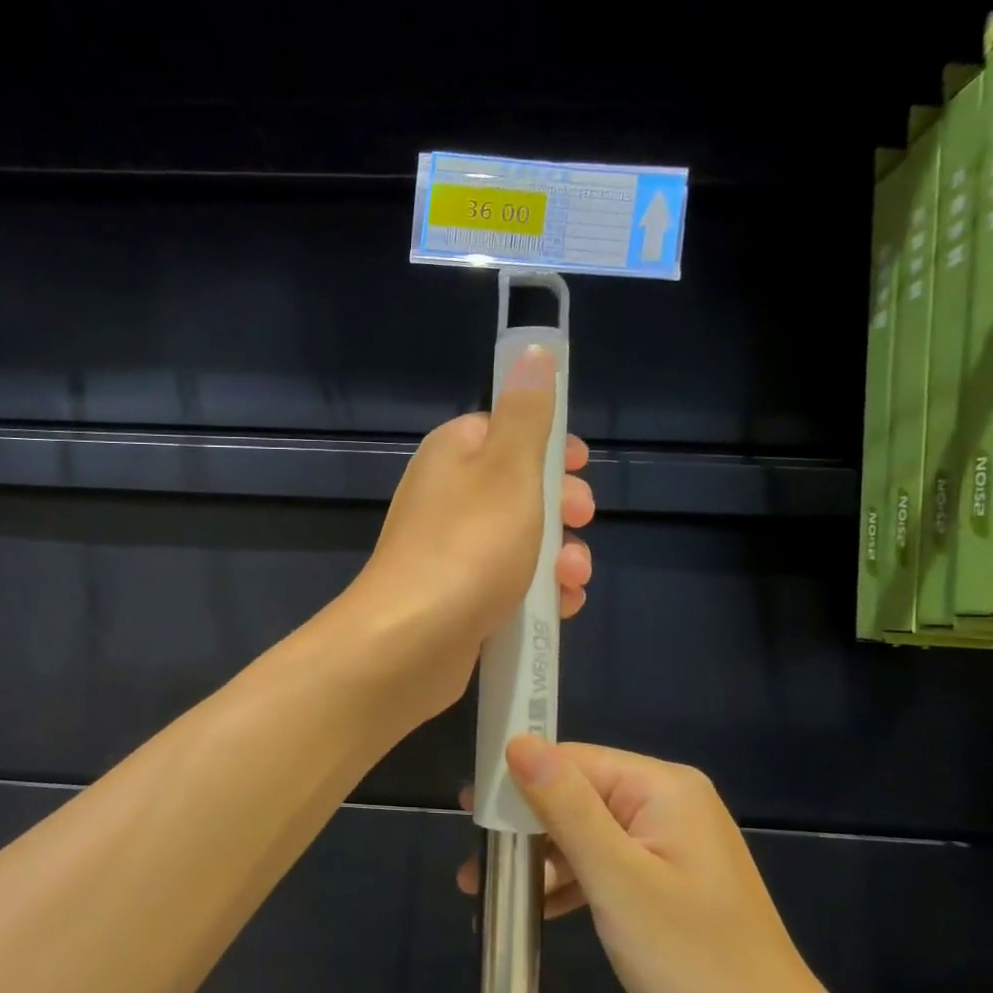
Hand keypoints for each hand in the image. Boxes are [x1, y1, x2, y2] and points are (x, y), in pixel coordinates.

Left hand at [340, 345, 593, 722]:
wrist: (410, 642)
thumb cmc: (468, 547)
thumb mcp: (510, 469)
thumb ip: (528, 412)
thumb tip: (531, 350)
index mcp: (453, 456)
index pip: (504, 431)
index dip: (548, 447)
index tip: (581, 466)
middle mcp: (446, 498)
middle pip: (518, 489)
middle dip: (561, 507)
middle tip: (582, 520)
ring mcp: (449, 551)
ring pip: (519, 542)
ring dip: (558, 556)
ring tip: (572, 578)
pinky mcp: (456, 597)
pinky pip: (507, 584)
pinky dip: (537, 592)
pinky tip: (560, 607)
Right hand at [458, 740, 828, 992]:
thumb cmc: (694, 961)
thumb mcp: (618, 880)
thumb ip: (565, 806)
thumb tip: (517, 741)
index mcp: (661, 787)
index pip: (572, 761)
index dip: (518, 782)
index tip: (470, 814)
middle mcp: (666, 801)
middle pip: (576, 794)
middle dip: (524, 829)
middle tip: (474, 863)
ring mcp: (668, 840)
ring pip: (585, 831)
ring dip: (540, 860)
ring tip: (486, 891)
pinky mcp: (666, 875)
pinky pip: (605, 861)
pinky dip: (570, 881)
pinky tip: (535, 907)